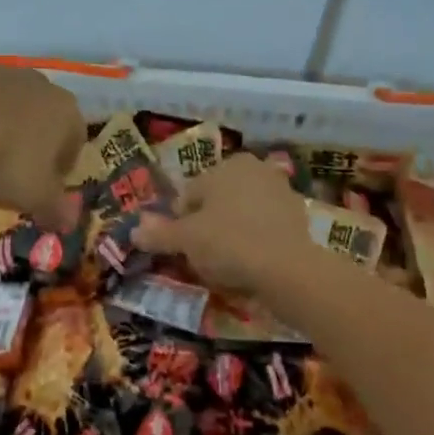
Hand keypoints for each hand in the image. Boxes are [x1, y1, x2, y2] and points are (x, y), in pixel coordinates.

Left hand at [0, 61, 86, 230]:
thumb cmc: (4, 159)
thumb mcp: (34, 196)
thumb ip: (55, 209)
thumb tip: (69, 221)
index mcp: (66, 111)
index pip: (76, 141)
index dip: (62, 169)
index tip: (44, 190)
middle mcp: (40, 84)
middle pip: (44, 118)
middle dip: (33, 144)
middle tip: (12, 175)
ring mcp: (1, 72)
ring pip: (9, 105)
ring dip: (1, 128)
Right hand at [131, 152, 319, 300]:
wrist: (289, 269)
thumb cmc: (230, 243)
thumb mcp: (187, 240)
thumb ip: (160, 233)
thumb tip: (134, 231)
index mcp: (226, 165)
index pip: (190, 194)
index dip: (180, 223)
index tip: (181, 248)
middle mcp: (254, 169)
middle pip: (218, 201)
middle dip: (208, 225)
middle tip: (202, 257)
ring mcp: (281, 191)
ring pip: (242, 214)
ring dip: (232, 233)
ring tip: (227, 265)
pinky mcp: (299, 217)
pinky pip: (265, 229)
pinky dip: (256, 242)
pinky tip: (252, 265)